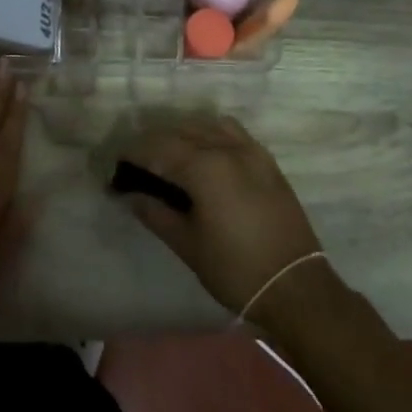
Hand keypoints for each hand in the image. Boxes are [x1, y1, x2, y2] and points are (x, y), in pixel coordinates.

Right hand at [117, 114, 326, 322]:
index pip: (157, 148)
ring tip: (167, 155)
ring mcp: (251, 151)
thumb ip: (155, 213)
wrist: (295, 286)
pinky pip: (232, 133)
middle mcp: (227, 148)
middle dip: (153, 143)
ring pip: (207, 125)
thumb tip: (130, 196)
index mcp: (204, 167)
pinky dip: (210, 134)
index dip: (132, 154)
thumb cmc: (235, 268)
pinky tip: (203, 154)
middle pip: (180, 131)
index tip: (116, 167)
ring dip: (182, 133)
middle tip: (136, 164)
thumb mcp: (187, 244)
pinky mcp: (267, 161)